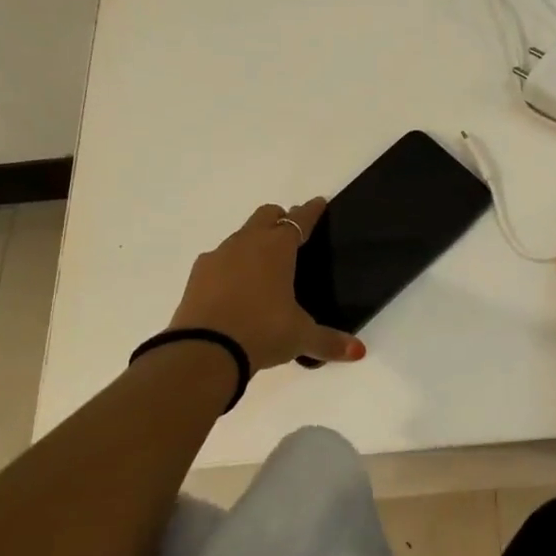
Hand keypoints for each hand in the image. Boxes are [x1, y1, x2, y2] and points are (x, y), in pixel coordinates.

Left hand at [168, 199, 364, 370]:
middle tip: (290, 233)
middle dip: (280, 219)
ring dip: (253, 242)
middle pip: (266, 215)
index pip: (299, 220)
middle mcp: (247, 243)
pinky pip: (218, 259)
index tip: (318, 203)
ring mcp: (218, 256)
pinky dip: (230, 266)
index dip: (311, 211)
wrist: (205, 350)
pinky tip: (234, 287)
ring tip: (262, 266)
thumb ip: (329, 341)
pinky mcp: (197, 275)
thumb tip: (359, 352)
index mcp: (277, 248)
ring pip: (240, 236)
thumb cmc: (263, 332)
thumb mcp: (300, 337)